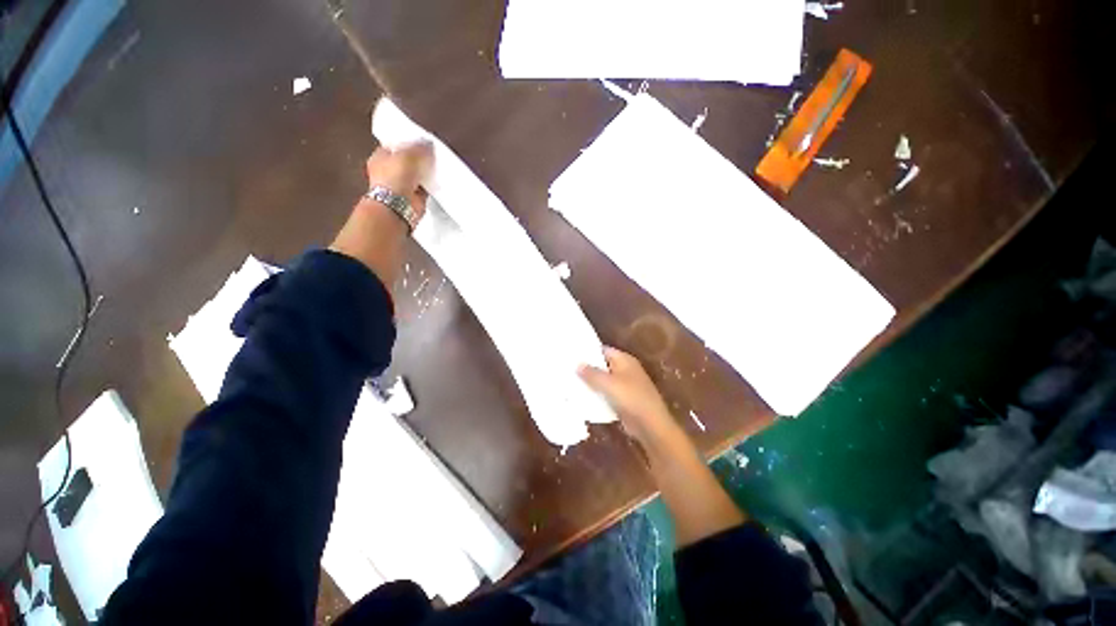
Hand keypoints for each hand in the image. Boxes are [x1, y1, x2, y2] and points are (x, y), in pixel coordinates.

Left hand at [329, 142, 433, 284]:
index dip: (409, 143)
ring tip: (440, 167)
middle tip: (434, 155)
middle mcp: (389, 170)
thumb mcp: (408, 156)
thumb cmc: (396, 178)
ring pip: (417, 175)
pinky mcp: (414, 198)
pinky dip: (431, 185)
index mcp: (381, 157)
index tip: (424, 143)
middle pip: (407, 161)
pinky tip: (441, 181)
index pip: (396, 145)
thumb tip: (428, 144)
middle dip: (419, 159)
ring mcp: (401, 185)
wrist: (398, 207)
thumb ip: (419, 148)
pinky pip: (425, 188)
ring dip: (426, 173)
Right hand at [579, 347, 689, 455]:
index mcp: (624, 360)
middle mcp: (625, 370)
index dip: (587, 351)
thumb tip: (577, 364)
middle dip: (587, 368)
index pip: (603, 350)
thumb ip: (592, 373)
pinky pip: (606, 394)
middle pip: (602, 365)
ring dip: (590, 383)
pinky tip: (580, 398)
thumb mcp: (609, 384)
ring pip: (603, 380)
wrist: (650, 425)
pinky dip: (596, 395)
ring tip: (568, 381)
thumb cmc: (631, 398)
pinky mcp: (622, 400)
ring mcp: (624, 385)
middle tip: (566, 368)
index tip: (571, 353)